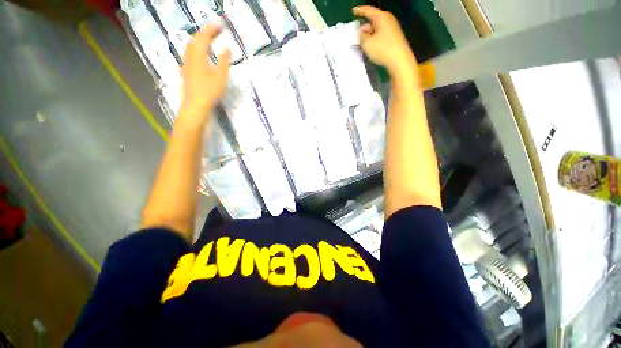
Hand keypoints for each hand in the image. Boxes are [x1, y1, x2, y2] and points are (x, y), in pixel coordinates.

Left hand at [181, 24, 230, 115]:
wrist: (196, 104)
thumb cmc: (210, 91)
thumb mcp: (221, 76)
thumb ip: (223, 61)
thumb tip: (227, 47)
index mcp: (198, 56)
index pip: (203, 37)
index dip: (211, 29)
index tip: (220, 24)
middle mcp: (190, 56)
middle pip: (195, 39)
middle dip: (205, 32)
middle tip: (216, 31)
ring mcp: (186, 64)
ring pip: (190, 46)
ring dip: (199, 40)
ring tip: (209, 40)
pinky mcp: (186, 71)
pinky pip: (190, 54)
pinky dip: (196, 49)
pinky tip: (201, 54)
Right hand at [353, 6, 417, 76]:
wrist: (400, 61)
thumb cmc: (382, 50)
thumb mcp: (367, 43)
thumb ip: (361, 35)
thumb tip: (363, 31)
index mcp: (381, 17)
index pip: (368, 11)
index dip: (360, 11)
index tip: (353, 11)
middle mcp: (388, 19)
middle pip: (373, 19)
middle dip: (365, 25)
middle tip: (357, 33)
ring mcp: (393, 28)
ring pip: (377, 28)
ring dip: (370, 33)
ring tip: (363, 42)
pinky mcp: (395, 37)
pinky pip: (381, 34)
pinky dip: (375, 38)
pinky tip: (372, 46)